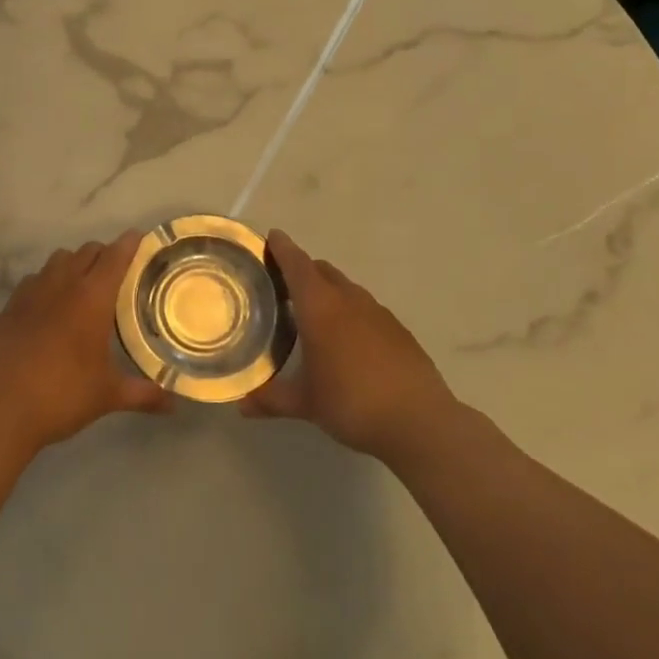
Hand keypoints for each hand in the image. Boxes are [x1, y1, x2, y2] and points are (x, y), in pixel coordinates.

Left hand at [0, 232, 169, 457]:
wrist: (0, 408)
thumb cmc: (62, 395)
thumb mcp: (108, 395)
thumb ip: (143, 394)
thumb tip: (174, 404)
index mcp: (92, 298)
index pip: (115, 256)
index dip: (129, 243)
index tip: (139, 237)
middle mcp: (62, 284)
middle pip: (86, 251)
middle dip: (103, 254)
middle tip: (116, 273)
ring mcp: (30, 292)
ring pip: (57, 260)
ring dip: (73, 264)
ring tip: (82, 286)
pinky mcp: (8, 307)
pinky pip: (32, 280)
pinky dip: (46, 283)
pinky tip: (48, 308)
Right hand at [241, 231, 459, 463]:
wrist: (419, 422)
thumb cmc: (352, 403)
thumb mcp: (305, 403)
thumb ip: (270, 399)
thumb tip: (240, 405)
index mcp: (320, 307)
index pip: (297, 265)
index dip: (282, 248)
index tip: (271, 236)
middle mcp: (348, 300)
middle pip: (321, 271)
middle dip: (302, 270)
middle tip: (282, 283)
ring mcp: (378, 313)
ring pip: (346, 288)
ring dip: (327, 290)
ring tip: (312, 312)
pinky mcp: (398, 330)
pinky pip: (366, 308)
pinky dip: (350, 312)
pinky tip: (346, 339)